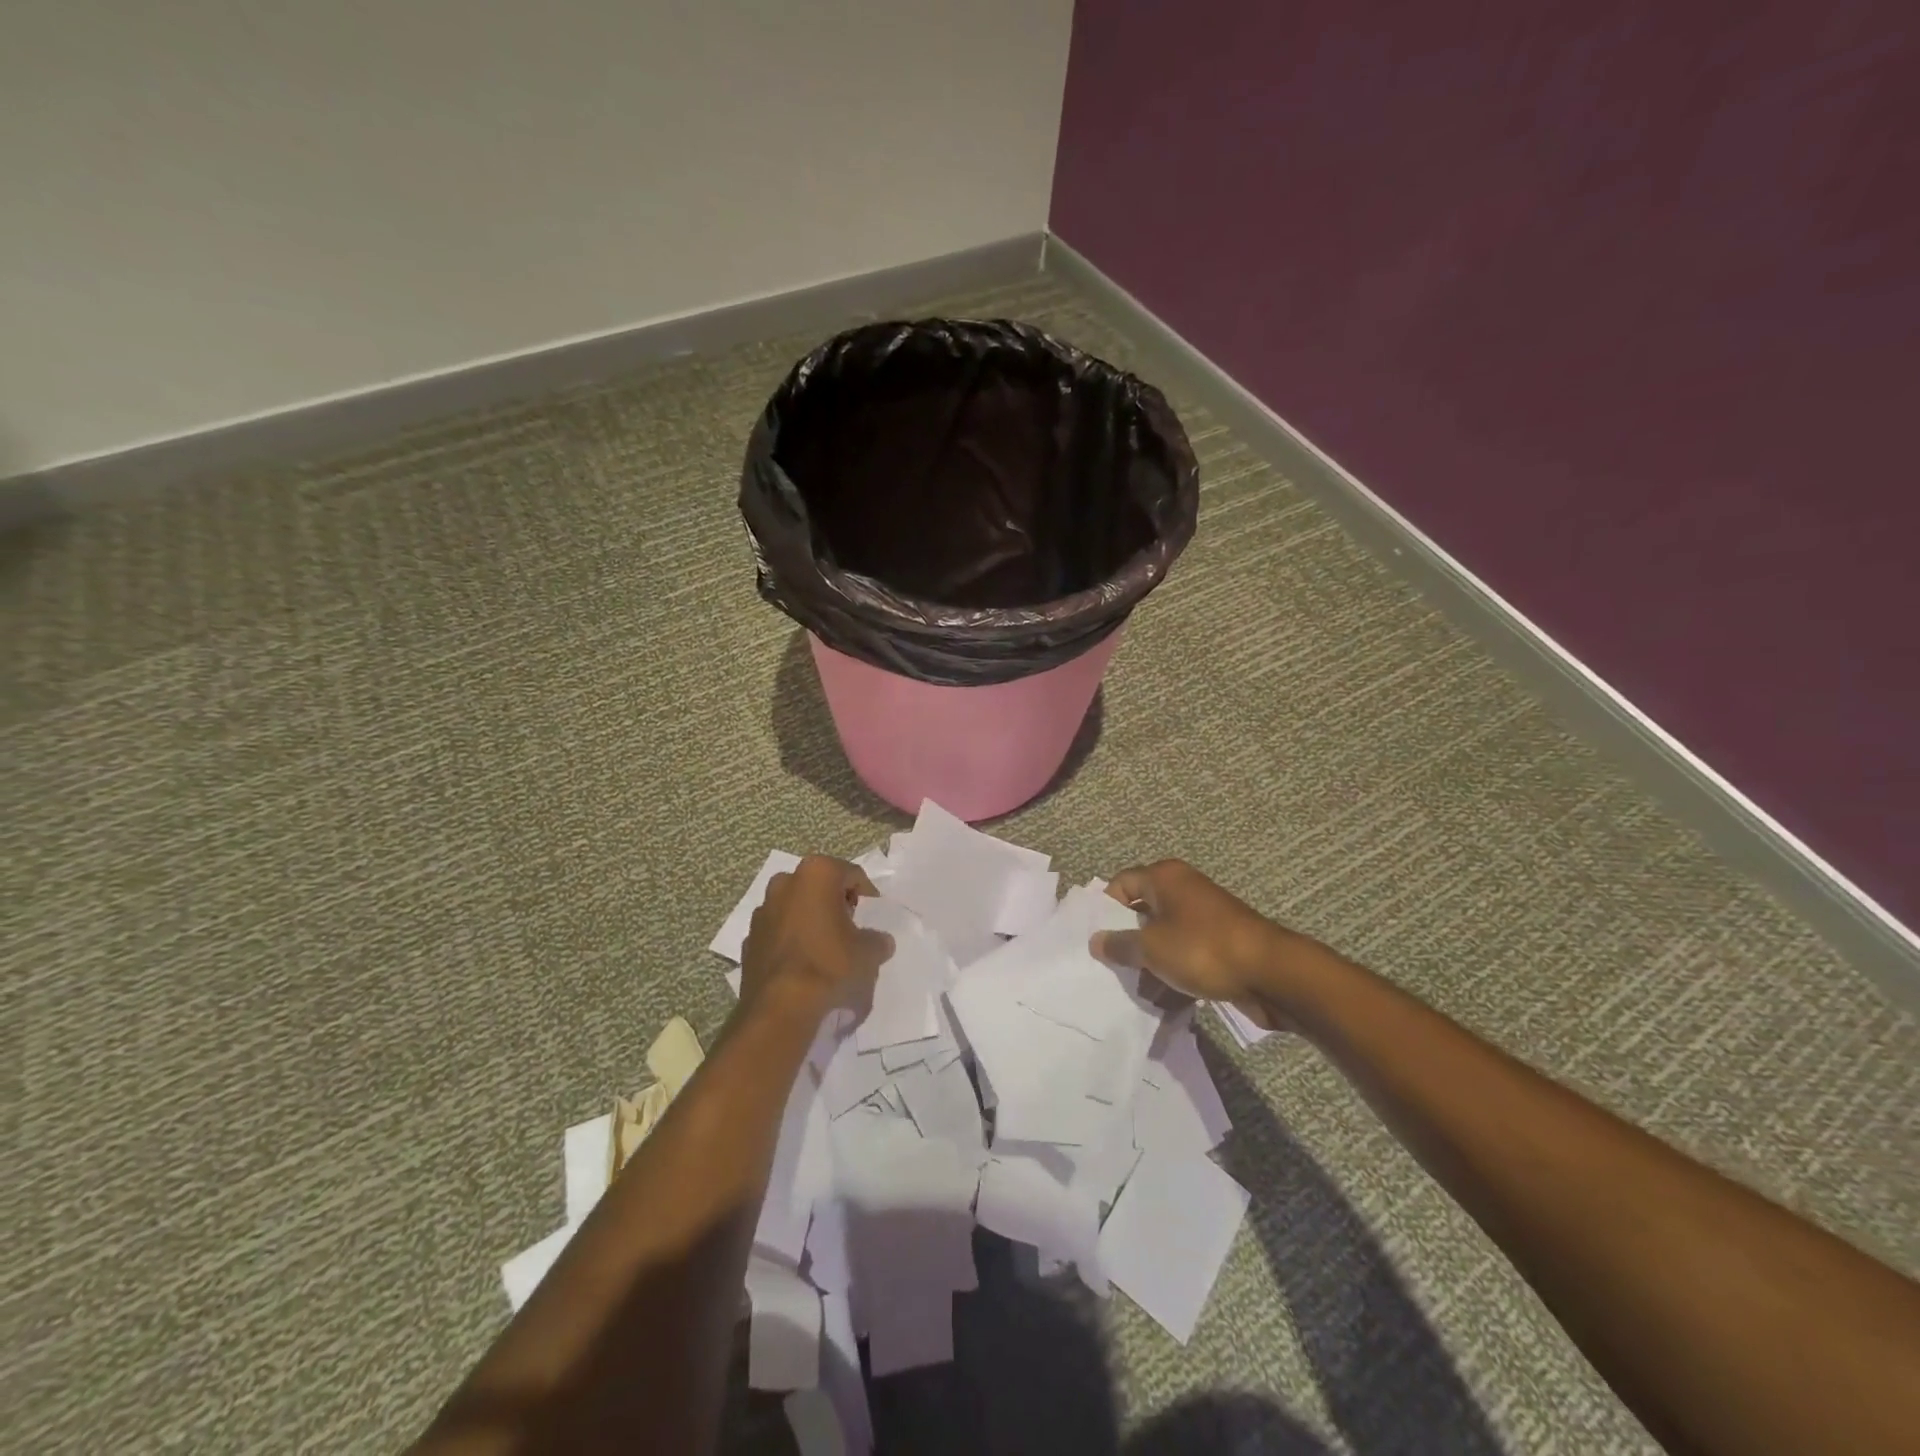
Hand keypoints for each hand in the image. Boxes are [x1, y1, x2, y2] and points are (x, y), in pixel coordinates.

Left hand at [741, 855, 891, 1020]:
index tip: (872, 917)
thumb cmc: (830, 965)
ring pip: (795, 906)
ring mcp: (762, 910)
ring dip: (810, 919)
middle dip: (835, 902)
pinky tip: (802, 964)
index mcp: (817, 873)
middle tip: (850, 928)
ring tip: (825, 947)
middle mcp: (785, 882)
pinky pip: (778, 931)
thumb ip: (878, 940)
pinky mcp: (749, 938)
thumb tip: (879, 941)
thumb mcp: (869, 952)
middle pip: (820, 886)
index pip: (852, 875)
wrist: (781, 1006)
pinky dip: (791, 939)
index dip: (867, 896)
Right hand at [1091, 860, 1306, 1029]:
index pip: (1121, 884)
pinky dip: (1174, 972)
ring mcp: (1205, 916)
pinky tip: (1165, 999)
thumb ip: (1119, 944)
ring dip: (1150, 962)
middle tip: (1111, 967)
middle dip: (1127, 941)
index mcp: (1165, 877)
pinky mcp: (1220, 942)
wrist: (1271, 973)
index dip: (1105, 910)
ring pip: (1164, 936)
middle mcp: (1184, 889)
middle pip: (1142, 911)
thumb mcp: (1151, 948)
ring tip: (1137, 991)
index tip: (1096, 939)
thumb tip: (1097, 941)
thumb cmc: (1202, 949)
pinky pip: (1186, 953)